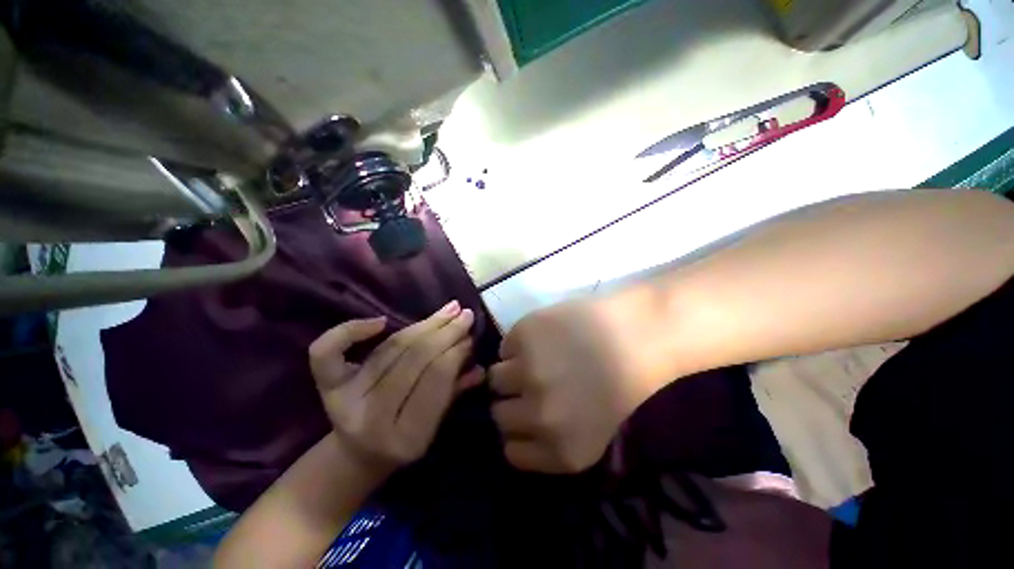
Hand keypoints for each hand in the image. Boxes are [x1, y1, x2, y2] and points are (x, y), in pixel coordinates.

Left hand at [309, 301, 482, 477]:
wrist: (354, 456)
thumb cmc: (402, 441)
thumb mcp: (434, 427)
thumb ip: (455, 393)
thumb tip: (479, 366)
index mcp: (405, 435)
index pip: (436, 379)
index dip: (455, 352)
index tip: (470, 336)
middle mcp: (372, 417)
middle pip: (414, 359)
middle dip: (444, 332)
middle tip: (464, 314)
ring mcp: (345, 400)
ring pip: (390, 348)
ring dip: (423, 324)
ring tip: (448, 309)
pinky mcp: (327, 387)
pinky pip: (328, 351)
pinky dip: (351, 330)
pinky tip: (381, 320)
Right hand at [490, 298, 661, 473]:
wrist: (637, 335)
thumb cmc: (621, 382)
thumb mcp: (592, 434)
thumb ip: (551, 443)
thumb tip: (514, 431)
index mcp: (562, 451)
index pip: (512, 451)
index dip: (517, 432)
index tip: (524, 417)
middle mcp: (540, 416)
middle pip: (499, 414)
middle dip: (512, 400)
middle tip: (530, 383)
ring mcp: (528, 372)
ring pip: (495, 378)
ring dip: (511, 370)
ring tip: (533, 358)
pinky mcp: (524, 336)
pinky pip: (505, 347)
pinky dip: (518, 344)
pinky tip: (542, 338)